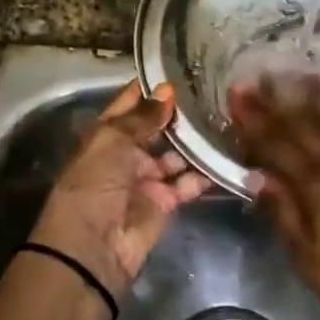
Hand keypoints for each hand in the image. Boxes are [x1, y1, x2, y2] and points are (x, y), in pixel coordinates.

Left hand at [29, 81, 210, 297]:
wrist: (92, 249)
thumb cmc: (93, 186)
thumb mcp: (110, 142)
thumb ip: (141, 117)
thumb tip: (167, 92)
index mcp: (105, 137)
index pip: (130, 106)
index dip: (151, 90)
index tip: (181, 70)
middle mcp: (126, 156)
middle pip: (156, 131)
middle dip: (178, 116)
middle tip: (214, 94)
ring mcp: (147, 180)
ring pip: (176, 156)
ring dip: (195, 142)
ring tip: (226, 120)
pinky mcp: (166, 204)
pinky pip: (188, 183)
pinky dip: (205, 173)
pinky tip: (227, 154)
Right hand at [229, 77, 319, 319]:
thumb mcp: (314, 264)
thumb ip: (284, 216)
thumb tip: (255, 178)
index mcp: (318, 187)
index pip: (277, 146)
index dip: (254, 122)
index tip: (235, 98)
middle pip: (302, 124)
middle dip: (273, 101)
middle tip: (252, 79)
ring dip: (308, 95)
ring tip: (290, 74)